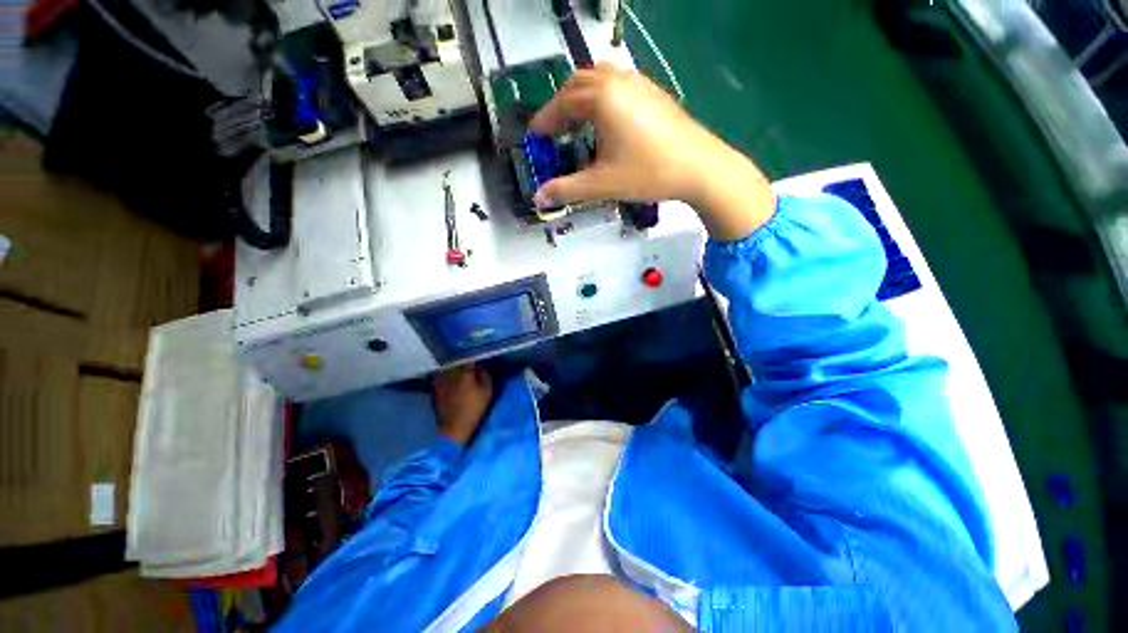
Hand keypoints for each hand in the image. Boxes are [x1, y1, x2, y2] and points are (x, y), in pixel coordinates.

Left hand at [433, 364, 493, 445]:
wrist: (455, 427)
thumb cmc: (474, 408)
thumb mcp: (487, 391)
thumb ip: (485, 375)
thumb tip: (480, 366)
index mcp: (464, 372)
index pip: (469, 358)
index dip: (475, 357)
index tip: (479, 359)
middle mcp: (451, 372)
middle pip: (457, 361)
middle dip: (463, 361)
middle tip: (470, 363)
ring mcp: (441, 380)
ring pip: (448, 367)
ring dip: (454, 367)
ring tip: (460, 369)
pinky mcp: (436, 388)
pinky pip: (441, 375)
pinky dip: (446, 375)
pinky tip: (451, 379)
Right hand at [530, 64, 775, 240]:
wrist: (699, 167)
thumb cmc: (648, 173)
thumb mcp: (602, 184)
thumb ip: (567, 189)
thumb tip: (539, 198)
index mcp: (601, 98)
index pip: (562, 103)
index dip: (546, 121)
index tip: (536, 137)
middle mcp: (618, 81)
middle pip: (579, 83)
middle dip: (562, 106)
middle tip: (556, 131)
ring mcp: (639, 83)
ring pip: (600, 78)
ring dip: (583, 97)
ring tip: (579, 123)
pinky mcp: (653, 92)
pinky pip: (619, 83)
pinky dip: (603, 96)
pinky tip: (609, 121)